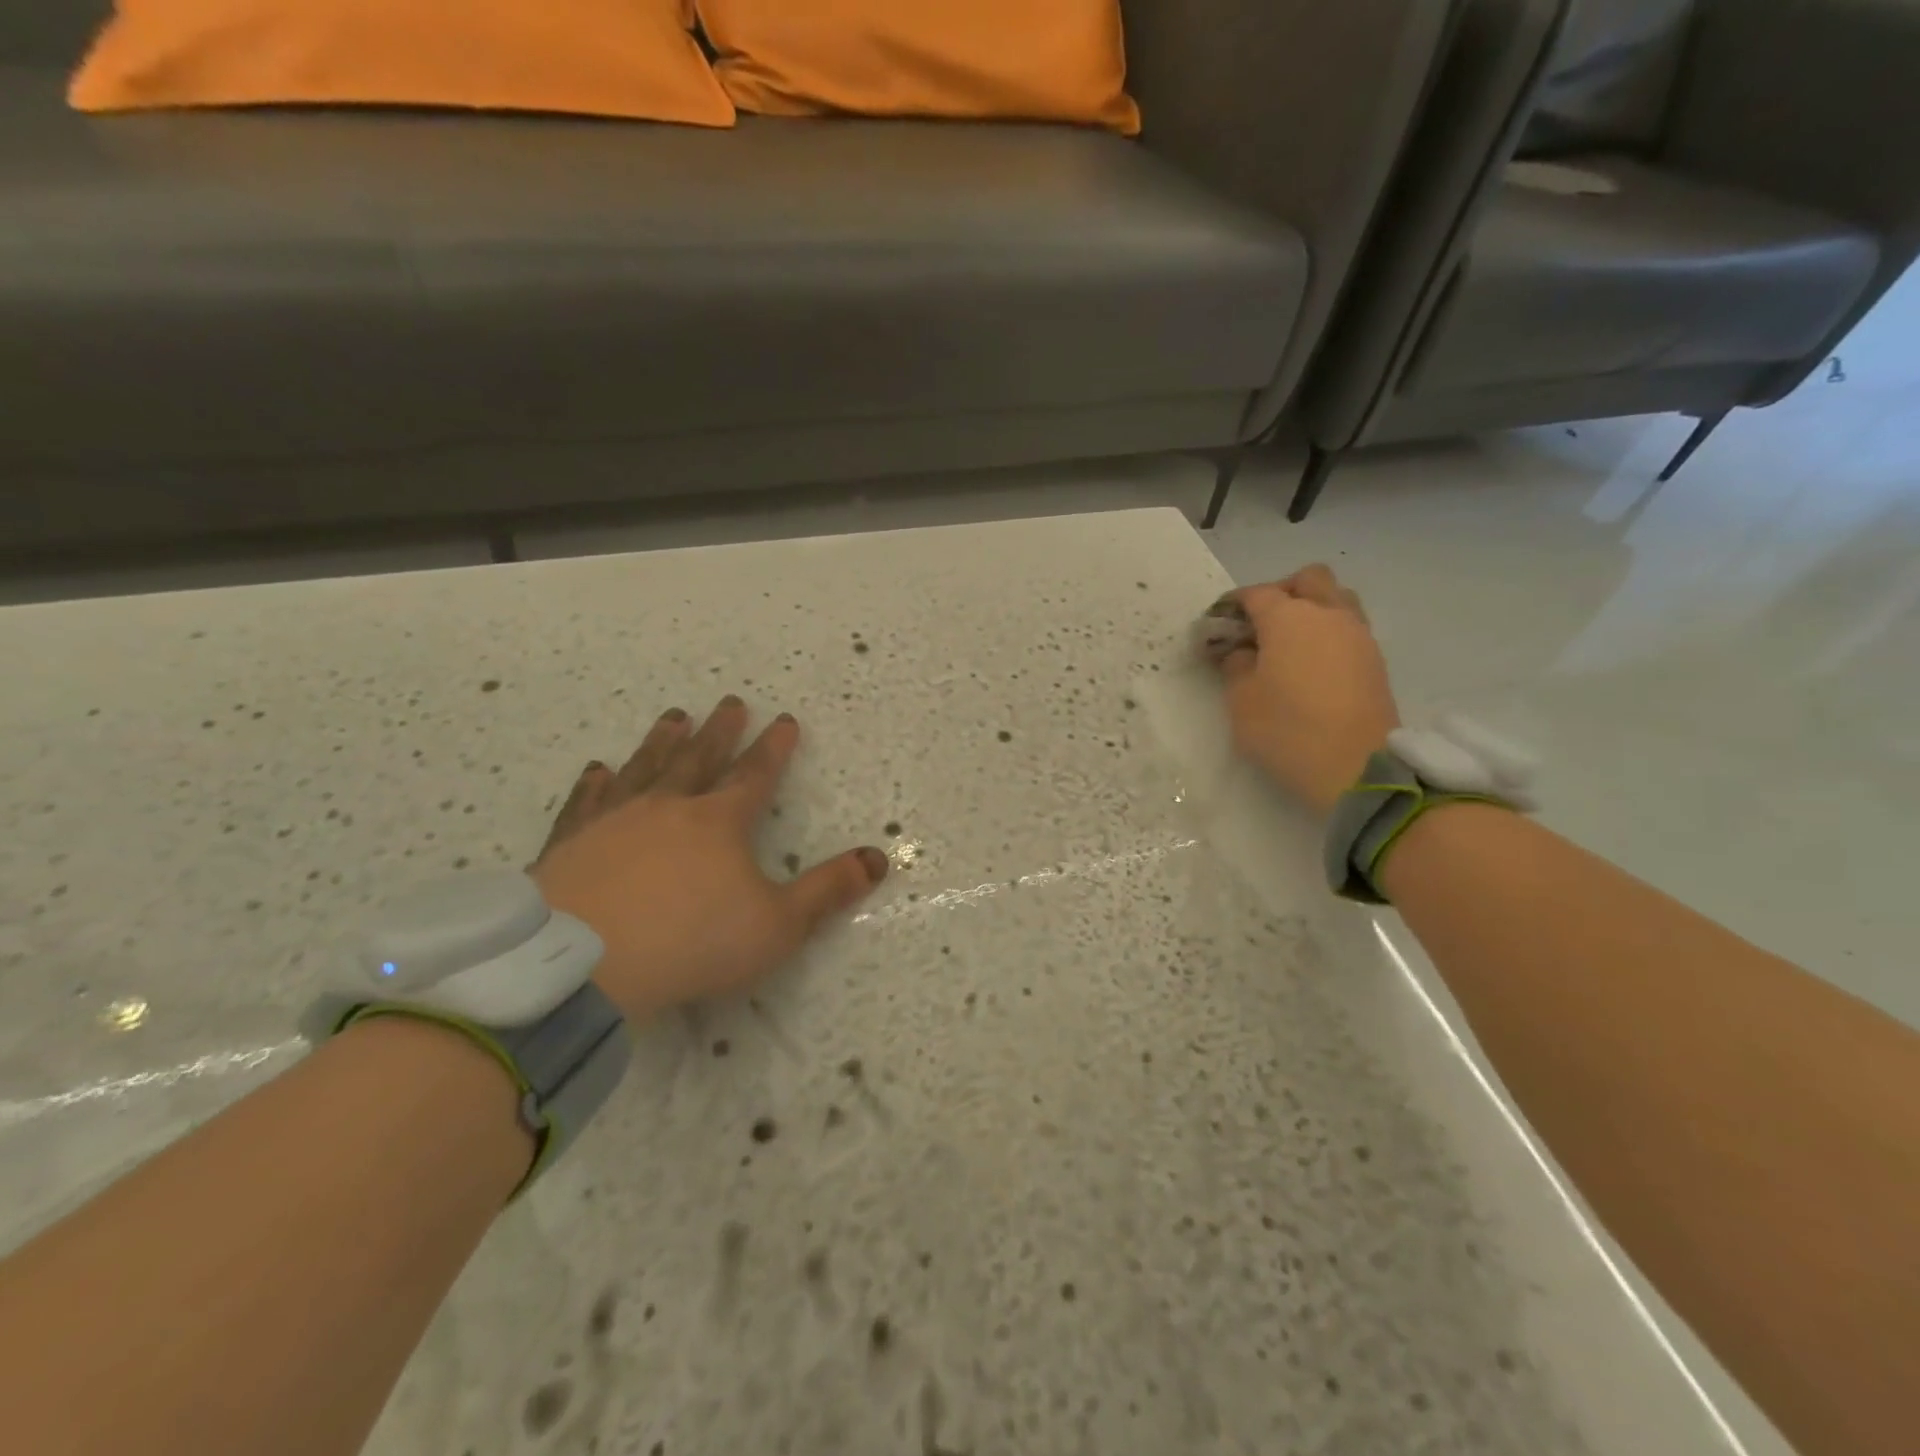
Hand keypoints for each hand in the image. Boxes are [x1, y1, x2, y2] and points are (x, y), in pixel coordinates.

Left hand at [529, 697, 888, 1022]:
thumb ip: (828, 890)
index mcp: (719, 822)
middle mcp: (668, 807)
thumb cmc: (692, 942)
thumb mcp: (778, 925)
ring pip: (644, 768)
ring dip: (662, 741)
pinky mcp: (570, 843)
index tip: (785, 720)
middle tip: (730, 702)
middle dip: (720, 730)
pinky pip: (586, 803)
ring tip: (673, 716)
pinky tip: (597, 769)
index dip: (774, 748)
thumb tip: (878, 857)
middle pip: (700, 758)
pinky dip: (594, 784)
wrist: (581, 964)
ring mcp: (614, 820)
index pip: (755, 774)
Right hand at [1207, 566, 1399, 816]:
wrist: (1357, 767)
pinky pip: (1348, 627)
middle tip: (1260, 624)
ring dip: (1311, 608)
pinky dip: (1328, 633)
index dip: (1232, 605)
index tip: (1217, 625)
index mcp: (1289, 618)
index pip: (1255, 594)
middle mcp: (1327, 614)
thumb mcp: (1240, 701)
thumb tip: (1240, 652)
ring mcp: (1358, 635)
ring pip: (1336, 598)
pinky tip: (1311, 663)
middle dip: (1281, 592)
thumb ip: (1235, 666)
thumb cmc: (1286, 729)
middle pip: (1308, 579)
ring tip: (1289, 642)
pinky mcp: (1375, 660)